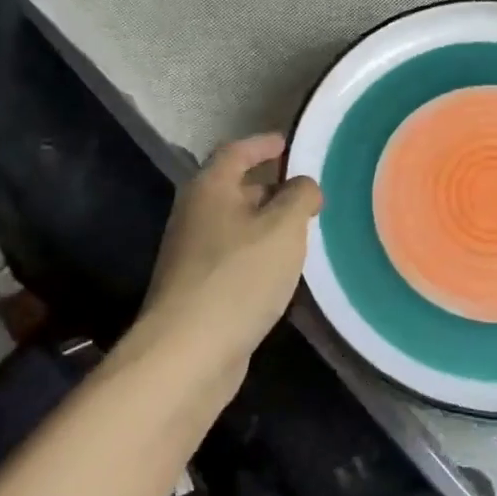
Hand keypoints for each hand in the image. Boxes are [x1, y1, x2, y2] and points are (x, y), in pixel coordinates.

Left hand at [123, 134, 320, 390]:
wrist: (188, 352)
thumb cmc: (239, 276)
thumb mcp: (283, 227)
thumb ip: (300, 196)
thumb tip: (304, 185)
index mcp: (210, 189)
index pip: (236, 151)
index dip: (263, 144)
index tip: (289, 143)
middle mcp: (195, 215)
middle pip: (234, 188)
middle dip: (270, 187)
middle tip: (307, 193)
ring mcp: (192, 255)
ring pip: (236, 226)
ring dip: (267, 224)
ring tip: (303, 230)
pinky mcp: (199, 289)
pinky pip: (234, 257)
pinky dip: (259, 254)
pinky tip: (282, 270)